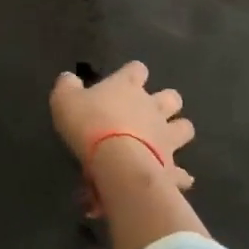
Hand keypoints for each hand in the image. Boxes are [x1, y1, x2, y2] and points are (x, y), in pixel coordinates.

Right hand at [50, 61, 195, 190]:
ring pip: (185, 128)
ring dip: (177, 131)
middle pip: (171, 97)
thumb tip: (69, 78)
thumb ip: (67, 86)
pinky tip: (174, 179)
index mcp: (127, 87)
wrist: (117, 161)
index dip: (132, 73)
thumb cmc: (88, 124)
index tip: (124, 80)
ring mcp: (166, 136)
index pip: (136, 69)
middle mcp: (152, 107)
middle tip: (150, 111)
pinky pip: (181, 172)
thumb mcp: (64, 100)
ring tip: (165, 140)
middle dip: (166, 101)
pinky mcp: (170, 165)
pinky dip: (179, 175)